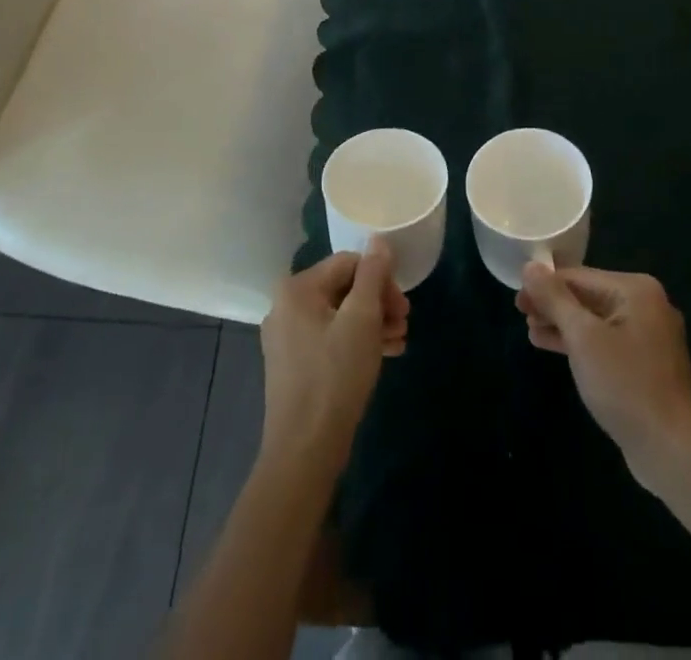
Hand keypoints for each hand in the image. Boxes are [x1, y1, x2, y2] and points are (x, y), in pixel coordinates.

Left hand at [259, 242, 409, 472]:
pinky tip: (384, 355)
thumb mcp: (362, 319)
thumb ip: (372, 275)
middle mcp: (285, 306)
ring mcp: (287, 337)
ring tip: (399, 341)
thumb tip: (378, 240)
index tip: (403, 306)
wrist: (304, 451)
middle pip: (343, 288)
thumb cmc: (335, 376)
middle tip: (404, 323)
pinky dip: (356, 342)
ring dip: (372, 323)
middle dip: (378, 302)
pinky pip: (330, 338)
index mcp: (296, 288)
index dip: (380, 279)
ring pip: (339, 315)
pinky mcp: (293, 364)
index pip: (348, 263)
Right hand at [518, 263, 690, 486]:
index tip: (517, 299)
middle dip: (553, 305)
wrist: (671, 449)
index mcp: (636, 290)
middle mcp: (647, 305)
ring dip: (563, 325)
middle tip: (520, 314)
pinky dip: (581, 344)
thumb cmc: (625, 385)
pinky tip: (553, 347)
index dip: (544, 285)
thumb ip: (555, 299)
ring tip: (531, 331)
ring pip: (596, 321)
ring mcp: (649, 336)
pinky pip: (606, 342)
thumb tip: (530, 266)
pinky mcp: (646, 363)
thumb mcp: (583, 338)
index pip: (579, 277)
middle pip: (588, 296)